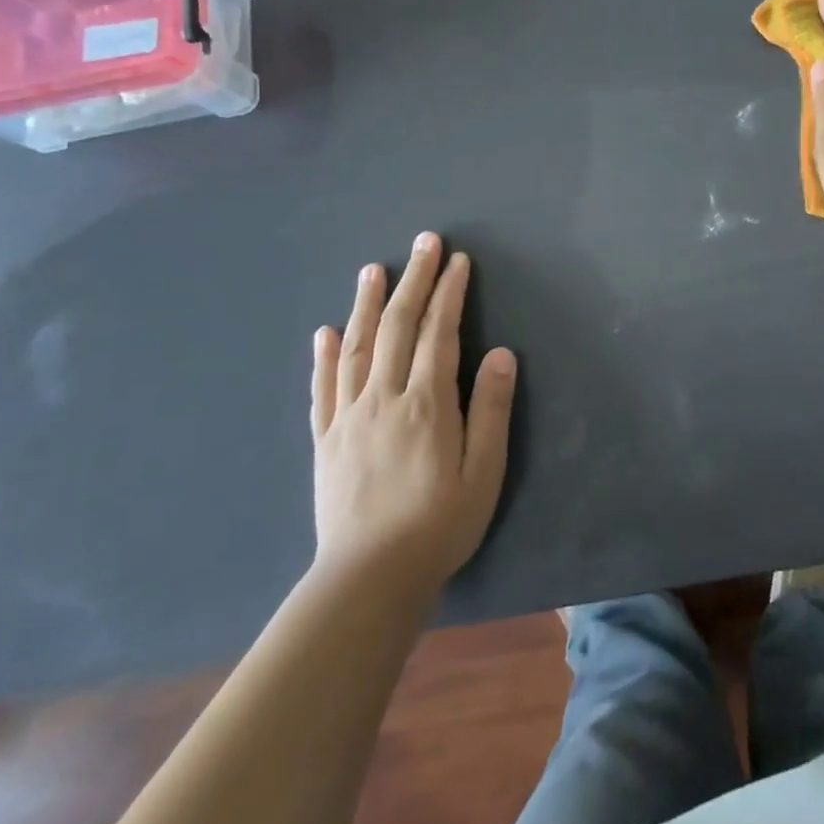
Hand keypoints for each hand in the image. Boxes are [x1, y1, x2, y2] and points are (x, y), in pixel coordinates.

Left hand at [309, 232, 516, 601]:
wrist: (368, 581)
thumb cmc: (439, 526)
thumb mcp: (484, 472)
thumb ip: (491, 410)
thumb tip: (499, 353)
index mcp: (427, 404)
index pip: (440, 333)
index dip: (449, 293)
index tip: (457, 261)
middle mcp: (384, 398)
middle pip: (398, 327)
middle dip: (413, 280)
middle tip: (423, 242)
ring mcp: (349, 417)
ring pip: (358, 347)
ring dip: (367, 304)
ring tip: (373, 269)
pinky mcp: (326, 440)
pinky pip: (323, 388)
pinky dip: (326, 356)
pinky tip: (327, 332)